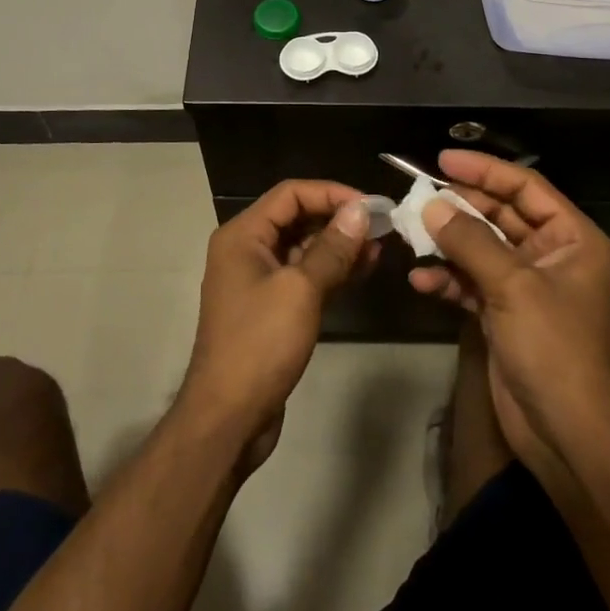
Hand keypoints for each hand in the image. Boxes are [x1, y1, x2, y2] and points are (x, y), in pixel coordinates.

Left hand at [180, 181, 376, 472]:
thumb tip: (360, 211)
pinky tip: (363, 269)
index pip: (291, 194)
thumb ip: (332, 248)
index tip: (371, 205)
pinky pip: (304, 275)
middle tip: (380, 226)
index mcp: (243, 235)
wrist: (228, 418)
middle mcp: (247, 250)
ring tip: (378, 247)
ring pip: (303, 248)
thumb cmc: (260, 344)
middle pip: (297, 217)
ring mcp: (258, 280)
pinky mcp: (271, 307)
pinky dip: (331, 270)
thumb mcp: (300, 291)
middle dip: (338, 219)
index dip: (331, 193)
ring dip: (339, 245)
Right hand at [409, 151, 609, 473]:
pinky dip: (447, 279)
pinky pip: (471, 281)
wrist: (565, 434)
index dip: (484, 170)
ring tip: (411, 235)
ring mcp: (526, 284)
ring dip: (447, 243)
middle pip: (499, 214)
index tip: (442, 160)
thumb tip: (430, 206)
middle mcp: (551, 254)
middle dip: (459, 208)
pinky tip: (420, 280)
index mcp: (571, 237)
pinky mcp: (504, 312)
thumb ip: (469, 241)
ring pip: (480, 247)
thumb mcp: (513, 286)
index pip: (525, 187)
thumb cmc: (552, 348)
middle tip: (418, 198)